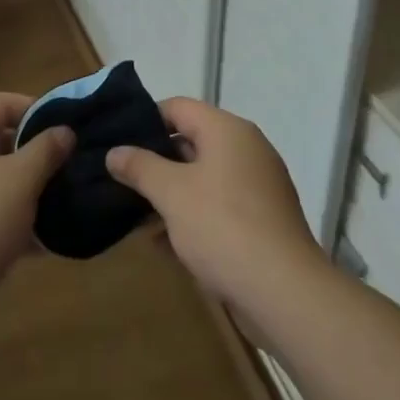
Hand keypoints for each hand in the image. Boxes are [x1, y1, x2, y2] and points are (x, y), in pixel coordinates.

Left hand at [0, 93, 74, 305]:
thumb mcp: (23, 179)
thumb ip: (47, 150)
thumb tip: (64, 132)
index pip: (1, 103)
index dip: (35, 109)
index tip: (64, 129)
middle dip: (32, 154)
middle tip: (63, 169)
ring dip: (22, 189)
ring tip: (54, 206)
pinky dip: (5, 218)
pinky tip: (34, 243)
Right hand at [105, 98, 323, 313]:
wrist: (285, 293)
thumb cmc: (223, 227)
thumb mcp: (171, 194)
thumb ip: (140, 167)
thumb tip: (114, 152)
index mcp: (227, 130)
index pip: (178, 107)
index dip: (145, 120)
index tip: (118, 144)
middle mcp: (247, 148)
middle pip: (192, 141)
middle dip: (156, 161)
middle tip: (122, 179)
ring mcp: (258, 185)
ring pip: (204, 177)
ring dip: (172, 192)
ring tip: (136, 213)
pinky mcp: (263, 219)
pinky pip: (219, 204)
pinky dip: (193, 214)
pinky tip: (165, 242)